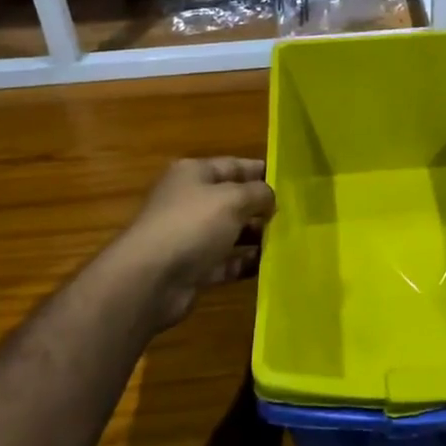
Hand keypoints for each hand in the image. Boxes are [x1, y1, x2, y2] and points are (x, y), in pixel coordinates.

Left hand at [115, 158, 275, 331]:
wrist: (150, 280)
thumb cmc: (192, 225)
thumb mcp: (232, 199)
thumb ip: (258, 193)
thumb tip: (270, 197)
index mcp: (193, 175)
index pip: (233, 165)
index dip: (261, 171)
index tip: (291, 181)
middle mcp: (190, 202)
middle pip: (232, 200)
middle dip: (261, 207)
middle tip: (295, 215)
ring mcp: (190, 237)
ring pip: (230, 232)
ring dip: (256, 237)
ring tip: (288, 240)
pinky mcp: (193, 268)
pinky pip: (225, 262)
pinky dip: (244, 263)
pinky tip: (270, 266)